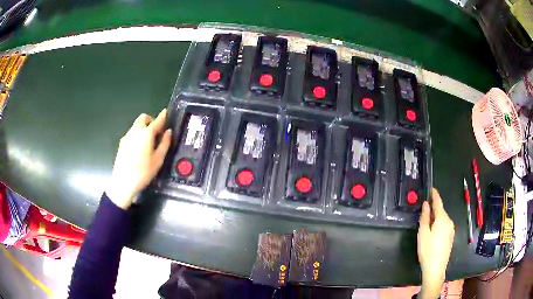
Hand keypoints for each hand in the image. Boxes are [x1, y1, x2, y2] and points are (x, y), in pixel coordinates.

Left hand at [106, 109, 171, 209]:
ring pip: (137, 125)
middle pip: (143, 118)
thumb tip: (168, 132)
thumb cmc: (143, 172)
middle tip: (156, 132)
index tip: (166, 113)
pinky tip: (139, 148)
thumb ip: (165, 143)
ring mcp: (127, 136)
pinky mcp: (122, 143)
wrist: (123, 182)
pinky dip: (137, 135)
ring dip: (144, 128)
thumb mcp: (158, 160)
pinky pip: (132, 133)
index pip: (157, 121)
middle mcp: (135, 131)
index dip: (162, 116)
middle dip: (151, 121)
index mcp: (146, 134)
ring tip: (148, 142)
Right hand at [417, 188, 454, 298]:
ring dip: (436, 218)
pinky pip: (445, 225)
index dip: (434, 195)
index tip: (431, 188)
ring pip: (443, 219)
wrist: (436, 268)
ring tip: (427, 225)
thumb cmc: (427, 250)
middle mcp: (449, 221)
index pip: (438, 202)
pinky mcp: (451, 236)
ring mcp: (451, 229)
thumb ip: (425, 217)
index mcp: (442, 218)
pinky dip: (439, 224)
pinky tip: (433, 234)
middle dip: (433, 209)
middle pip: (441, 211)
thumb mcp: (423, 233)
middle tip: (424, 211)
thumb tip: (426, 204)